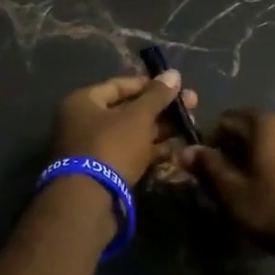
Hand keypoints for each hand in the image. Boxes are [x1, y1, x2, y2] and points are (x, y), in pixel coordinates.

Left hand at [51, 71, 199, 186]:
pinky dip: (151, 150)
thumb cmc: (111, 146)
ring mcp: (93, 149)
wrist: (89, 200)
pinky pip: (130, 153)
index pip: (120, 85)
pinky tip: (176, 149)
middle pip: (127, 109)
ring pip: (131, 133)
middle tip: (191, 105)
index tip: (175, 86)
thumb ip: (156, 95)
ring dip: (160, 130)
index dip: (149, 84)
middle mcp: (84, 122)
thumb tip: (173, 73)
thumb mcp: (137, 117)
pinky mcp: (104, 172)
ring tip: (190, 126)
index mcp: (83, 102)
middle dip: (160, 108)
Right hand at [177, 109, 274, 258]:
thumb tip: (184, 150)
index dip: (208, 143)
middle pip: (245, 130)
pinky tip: (266, 192)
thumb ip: (207, 166)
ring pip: (265, 143)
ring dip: (249, 160)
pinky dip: (269, 166)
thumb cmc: (274, 208)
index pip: (224, 121)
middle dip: (228, 151)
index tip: (202, 169)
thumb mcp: (231, 190)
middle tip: (219, 183)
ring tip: (241, 189)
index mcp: (264, 123)